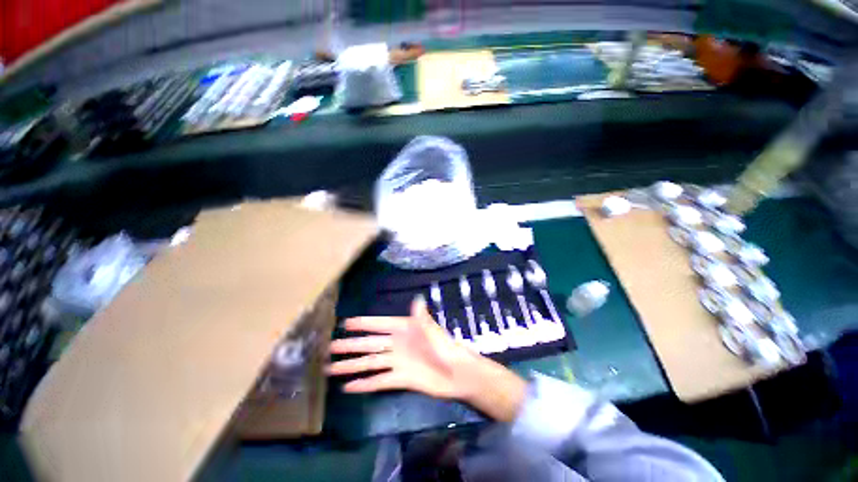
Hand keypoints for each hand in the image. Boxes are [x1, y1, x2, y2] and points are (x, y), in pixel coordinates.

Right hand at [326, 297, 475, 398]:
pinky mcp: (400, 379)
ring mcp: (397, 362)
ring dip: (351, 366)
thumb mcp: (432, 331)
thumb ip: (421, 318)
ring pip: (370, 363)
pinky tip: (349, 387)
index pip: (378, 324)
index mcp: (403, 329)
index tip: (344, 323)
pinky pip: (379, 381)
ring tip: (331, 369)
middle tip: (328, 348)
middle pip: (369, 344)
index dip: (362, 324)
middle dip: (350, 345)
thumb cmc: (445, 347)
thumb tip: (417, 299)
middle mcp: (397, 344)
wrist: (457, 374)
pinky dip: (365, 384)